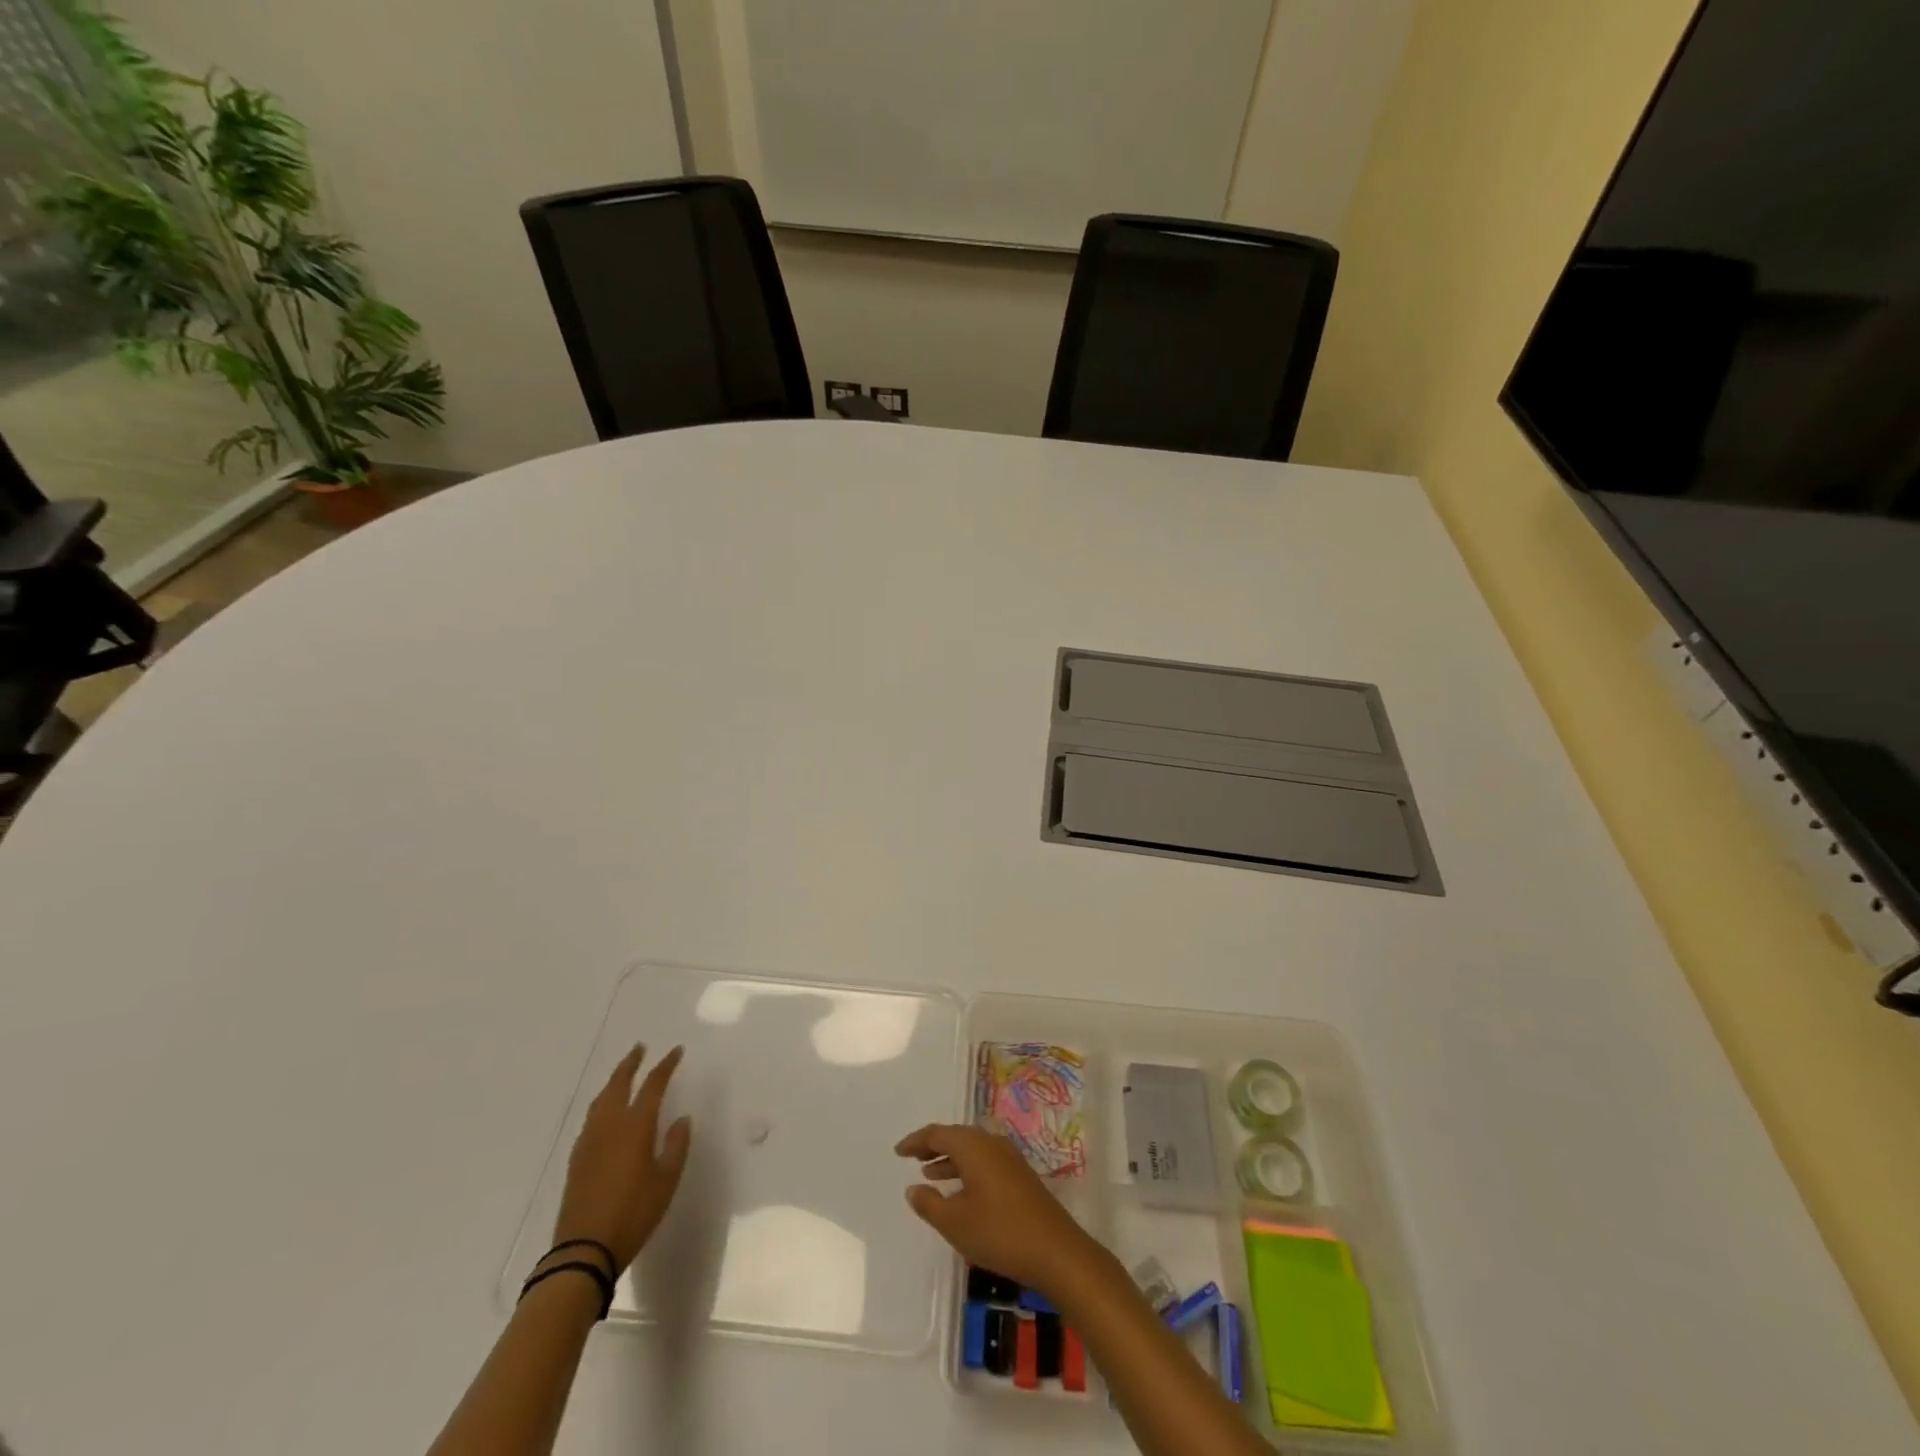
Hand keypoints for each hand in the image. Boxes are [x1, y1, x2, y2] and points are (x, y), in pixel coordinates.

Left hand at [552, 1044, 691, 1273]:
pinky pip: (591, 1118)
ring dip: (613, 1081)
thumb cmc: (633, 1213)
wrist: (583, 1251)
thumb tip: (681, 1119)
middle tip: (640, 1048)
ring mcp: (589, 1141)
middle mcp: (609, 1125)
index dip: (665, 1065)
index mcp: (635, 1126)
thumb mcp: (666, 1181)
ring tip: (623, 1073)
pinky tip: (606, 1112)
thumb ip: (675, 1146)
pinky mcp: (577, 1158)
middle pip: (618, 1084)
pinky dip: (602, 1103)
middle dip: (630, 1063)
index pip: (652, 1085)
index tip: (676, 1051)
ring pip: (600, 1100)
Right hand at [895, 1123, 1108, 1298]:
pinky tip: (961, 1190)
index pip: (937, 1133)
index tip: (898, 1151)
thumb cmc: (998, 1232)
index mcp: (973, 1146)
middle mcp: (991, 1143)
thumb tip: (913, 1188)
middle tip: (914, 1158)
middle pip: (956, 1136)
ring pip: (972, 1149)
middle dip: (933, 1146)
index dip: (916, 1141)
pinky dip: (967, 1168)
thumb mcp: (955, 1223)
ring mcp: (1009, 1157)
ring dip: (950, 1159)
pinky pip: (984, 1160)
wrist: (1055, 1250)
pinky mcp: (1020, 1175)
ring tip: (930, 1175)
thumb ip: (929, 1204)